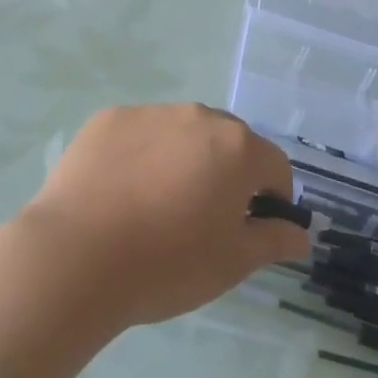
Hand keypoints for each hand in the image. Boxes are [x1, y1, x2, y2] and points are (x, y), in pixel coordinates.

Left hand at [18, 104, 309, 327]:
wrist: (76, 258)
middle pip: (229, 142)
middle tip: (201, 219)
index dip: (271, 199)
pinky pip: (140, 133)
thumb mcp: (233, 262)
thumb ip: (274, 240)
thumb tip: (301, 234)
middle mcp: (199, 116)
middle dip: (227, 174)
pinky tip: (120, 192)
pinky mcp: (109, 119)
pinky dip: (141, 155)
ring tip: (155, 206)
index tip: (250, 229)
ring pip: (183, 134)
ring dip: (184, 160)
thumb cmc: (168, 264)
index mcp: (238, 148)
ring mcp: (151, 112)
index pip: (275, 167)